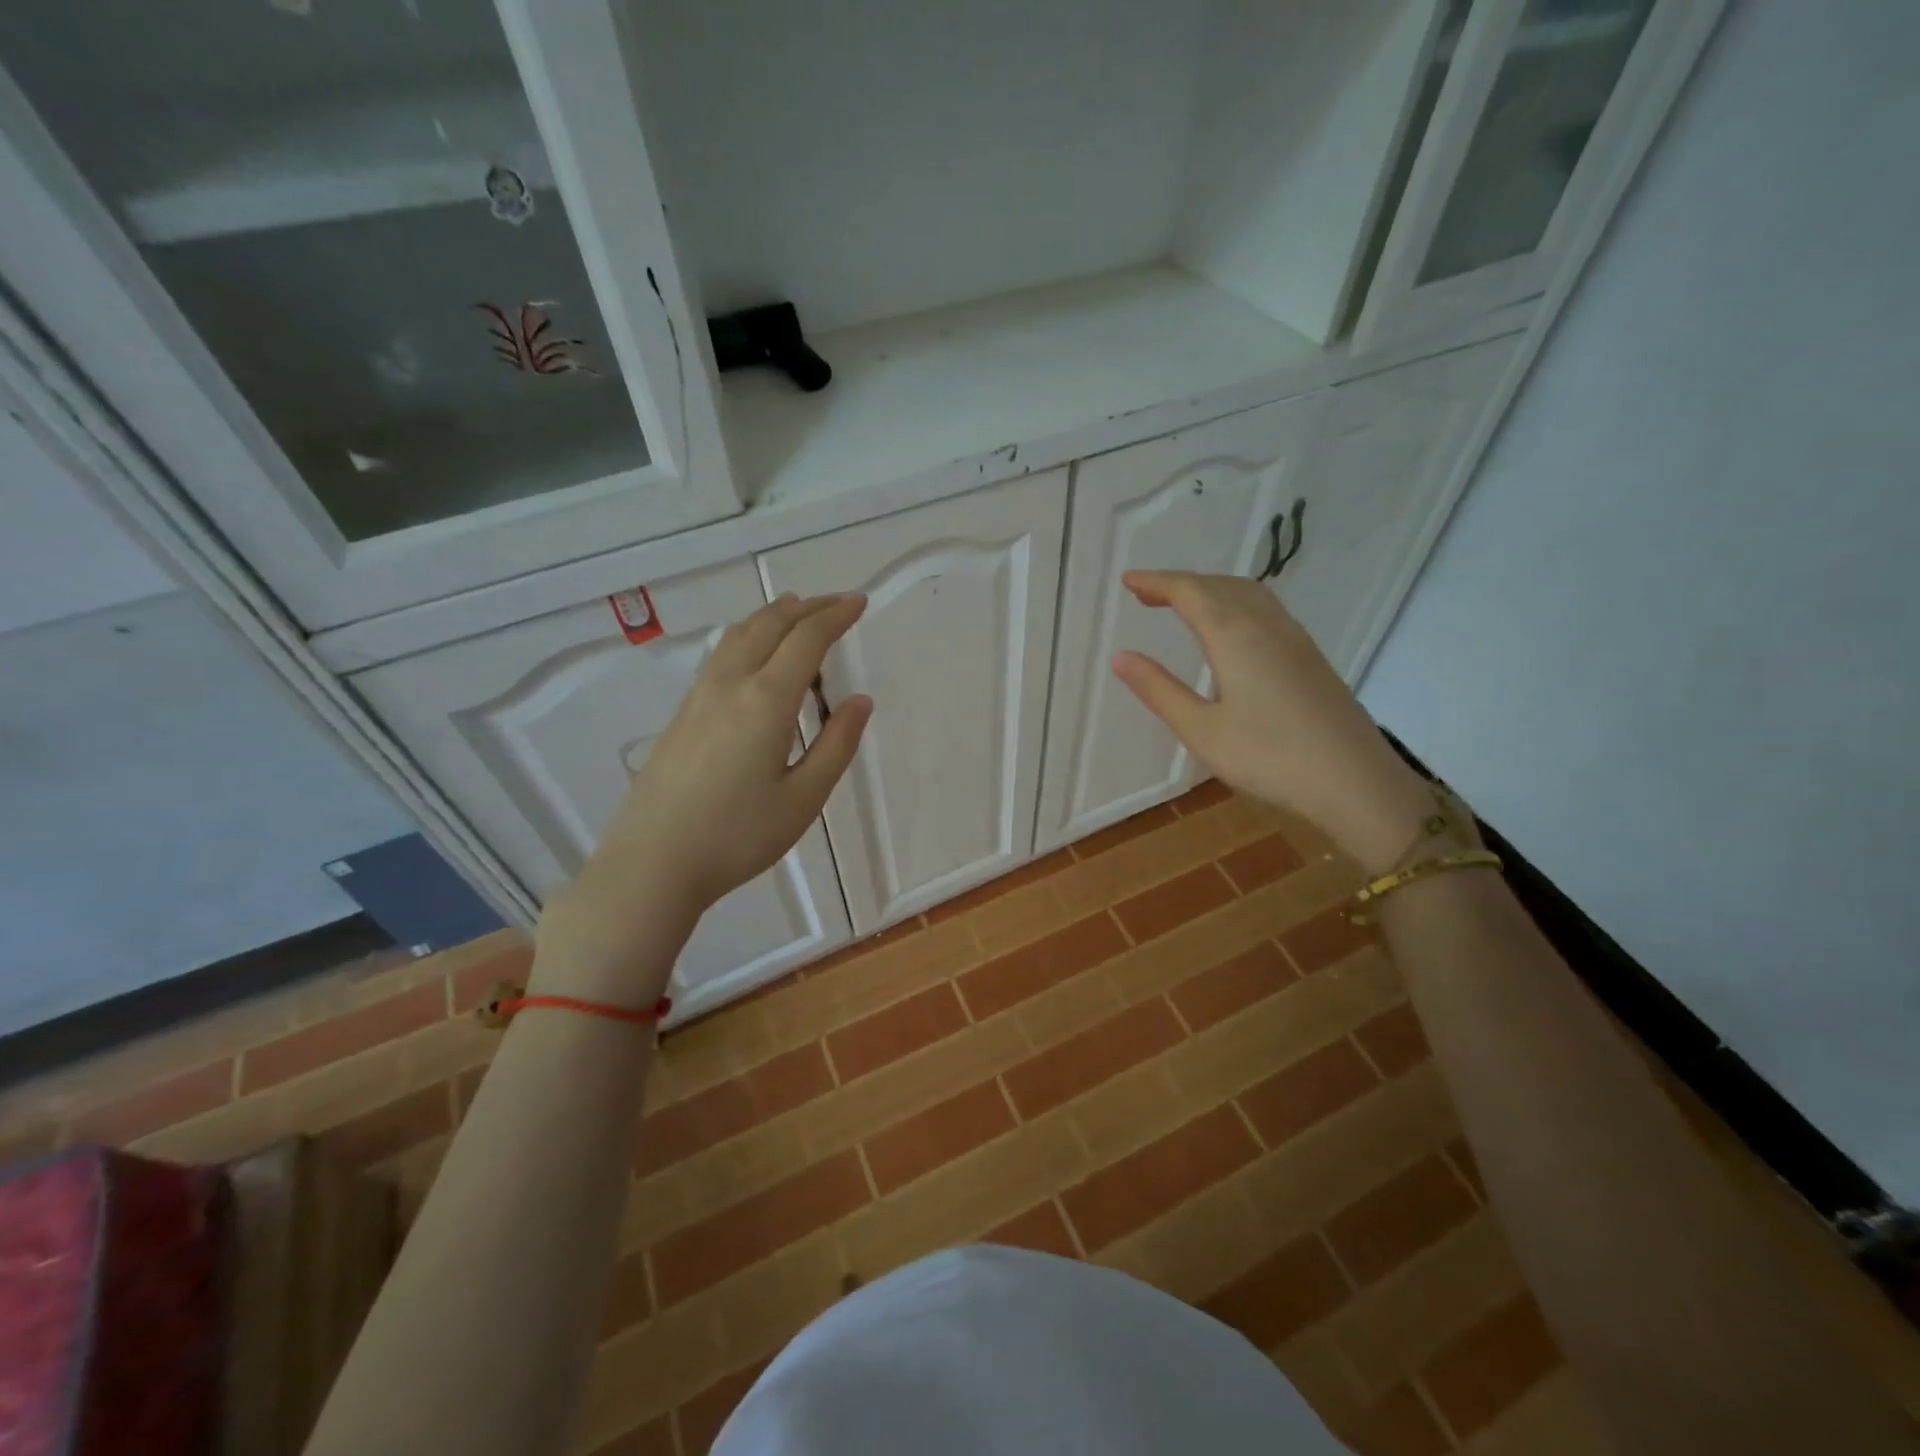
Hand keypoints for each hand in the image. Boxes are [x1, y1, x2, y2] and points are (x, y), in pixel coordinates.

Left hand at [533, 594, 872, 1004]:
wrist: (651, 863)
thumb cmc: (737, 836)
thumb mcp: (803, 798)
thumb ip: (836, 745)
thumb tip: (859, 702)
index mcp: (765, 701)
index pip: (806, 639)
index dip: (835, 615)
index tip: (858, 602)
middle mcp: (730, 685)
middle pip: (768, 625)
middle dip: (806, 608)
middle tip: (835, 604)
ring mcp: (698, 697)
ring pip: (738, 636)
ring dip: (772, 617)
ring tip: (794, 612)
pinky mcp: (681, 715)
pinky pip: (721, 656)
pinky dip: (748, 638)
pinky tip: (753, 656)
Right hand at [1111, 571, 1432, 874]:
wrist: (1354, 780)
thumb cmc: (1269, 756)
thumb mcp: (1202, 730)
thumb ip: (1160, 690)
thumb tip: (1121, 656)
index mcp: (1234, 635)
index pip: (1190, 592)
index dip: (1156, 582)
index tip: (1128, 581)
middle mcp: (1266, 625)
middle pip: (1219, 586)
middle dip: (1181, 583)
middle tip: (1148, 594)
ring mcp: (1294, 639)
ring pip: (1248, 594)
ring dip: (1211, 590)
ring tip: (1184, 605)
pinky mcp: (1310, 658)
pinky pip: (1266, 610)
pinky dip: (1236, 604)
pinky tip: (1232, 630)